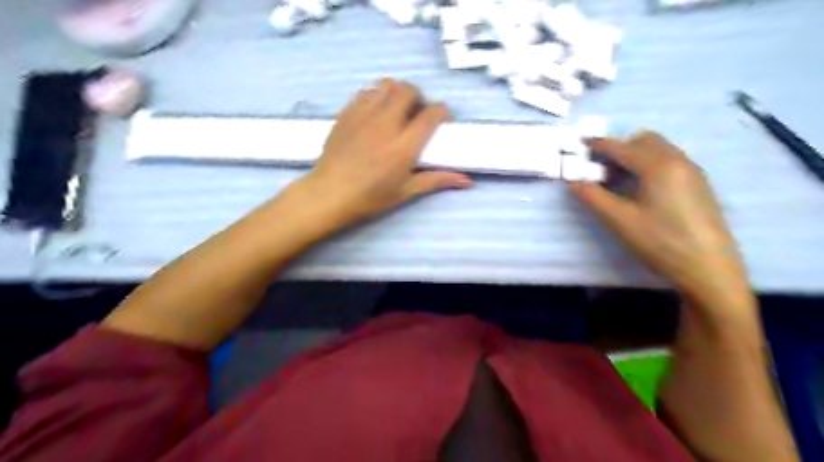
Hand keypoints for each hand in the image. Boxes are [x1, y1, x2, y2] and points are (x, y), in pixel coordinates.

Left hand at [295, 80, 469, 228]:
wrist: (330, 194)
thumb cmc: (370, 197)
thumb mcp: (406, 191)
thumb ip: (437, 180)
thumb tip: (467, 181)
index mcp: (405, 145)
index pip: (431, 113)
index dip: (441, 112)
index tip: (441, 120)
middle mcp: (386, 123)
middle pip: (409, 90)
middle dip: (419, 97)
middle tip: (417, 113)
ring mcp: (364, 114)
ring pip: (387, 85)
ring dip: (397, 92)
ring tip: (396, 110)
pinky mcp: (347, 112)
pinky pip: (366, 91)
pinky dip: (376, 95)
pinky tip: (375, 112)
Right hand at [574, 132, 751, 316]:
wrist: (709, 269)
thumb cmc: (661, 242)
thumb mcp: (619, 221)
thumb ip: (593, 197)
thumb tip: (573, 180)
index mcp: (658, 166)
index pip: (621, 147)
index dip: (597, 145)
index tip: (579, 144)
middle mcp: (678, 161)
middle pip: (644, 141)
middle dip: (618, 148)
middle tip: (599, 170)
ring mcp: (692, 172)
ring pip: (658, 150)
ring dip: (634, 157)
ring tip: (617, 182)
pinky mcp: (698, 185)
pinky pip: (669, 162)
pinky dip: (649, 165)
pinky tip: (640, 190)